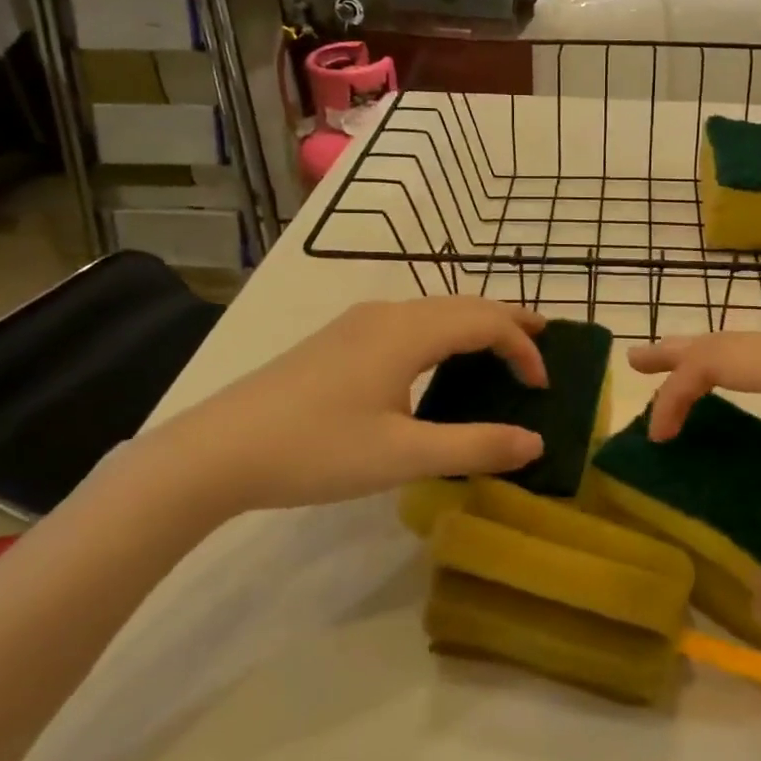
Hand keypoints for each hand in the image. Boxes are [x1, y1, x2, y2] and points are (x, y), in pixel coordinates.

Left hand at [139, 298, 548, 516]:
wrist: (217, 450)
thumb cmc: (316, 450)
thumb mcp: (403, 456)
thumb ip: (475, 446)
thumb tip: (535, 442)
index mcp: (408, 332)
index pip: (486, 322)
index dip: (523, 349)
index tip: (542, 387)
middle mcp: (387, 314)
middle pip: (463, 304)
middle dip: (507, 320)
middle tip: (542, 340)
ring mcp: (357, 323)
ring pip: (434, 310)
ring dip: (473, 323)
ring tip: (499, 346)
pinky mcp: (337, 340)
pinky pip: (409, 321)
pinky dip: (444, 332)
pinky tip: (437, 360)